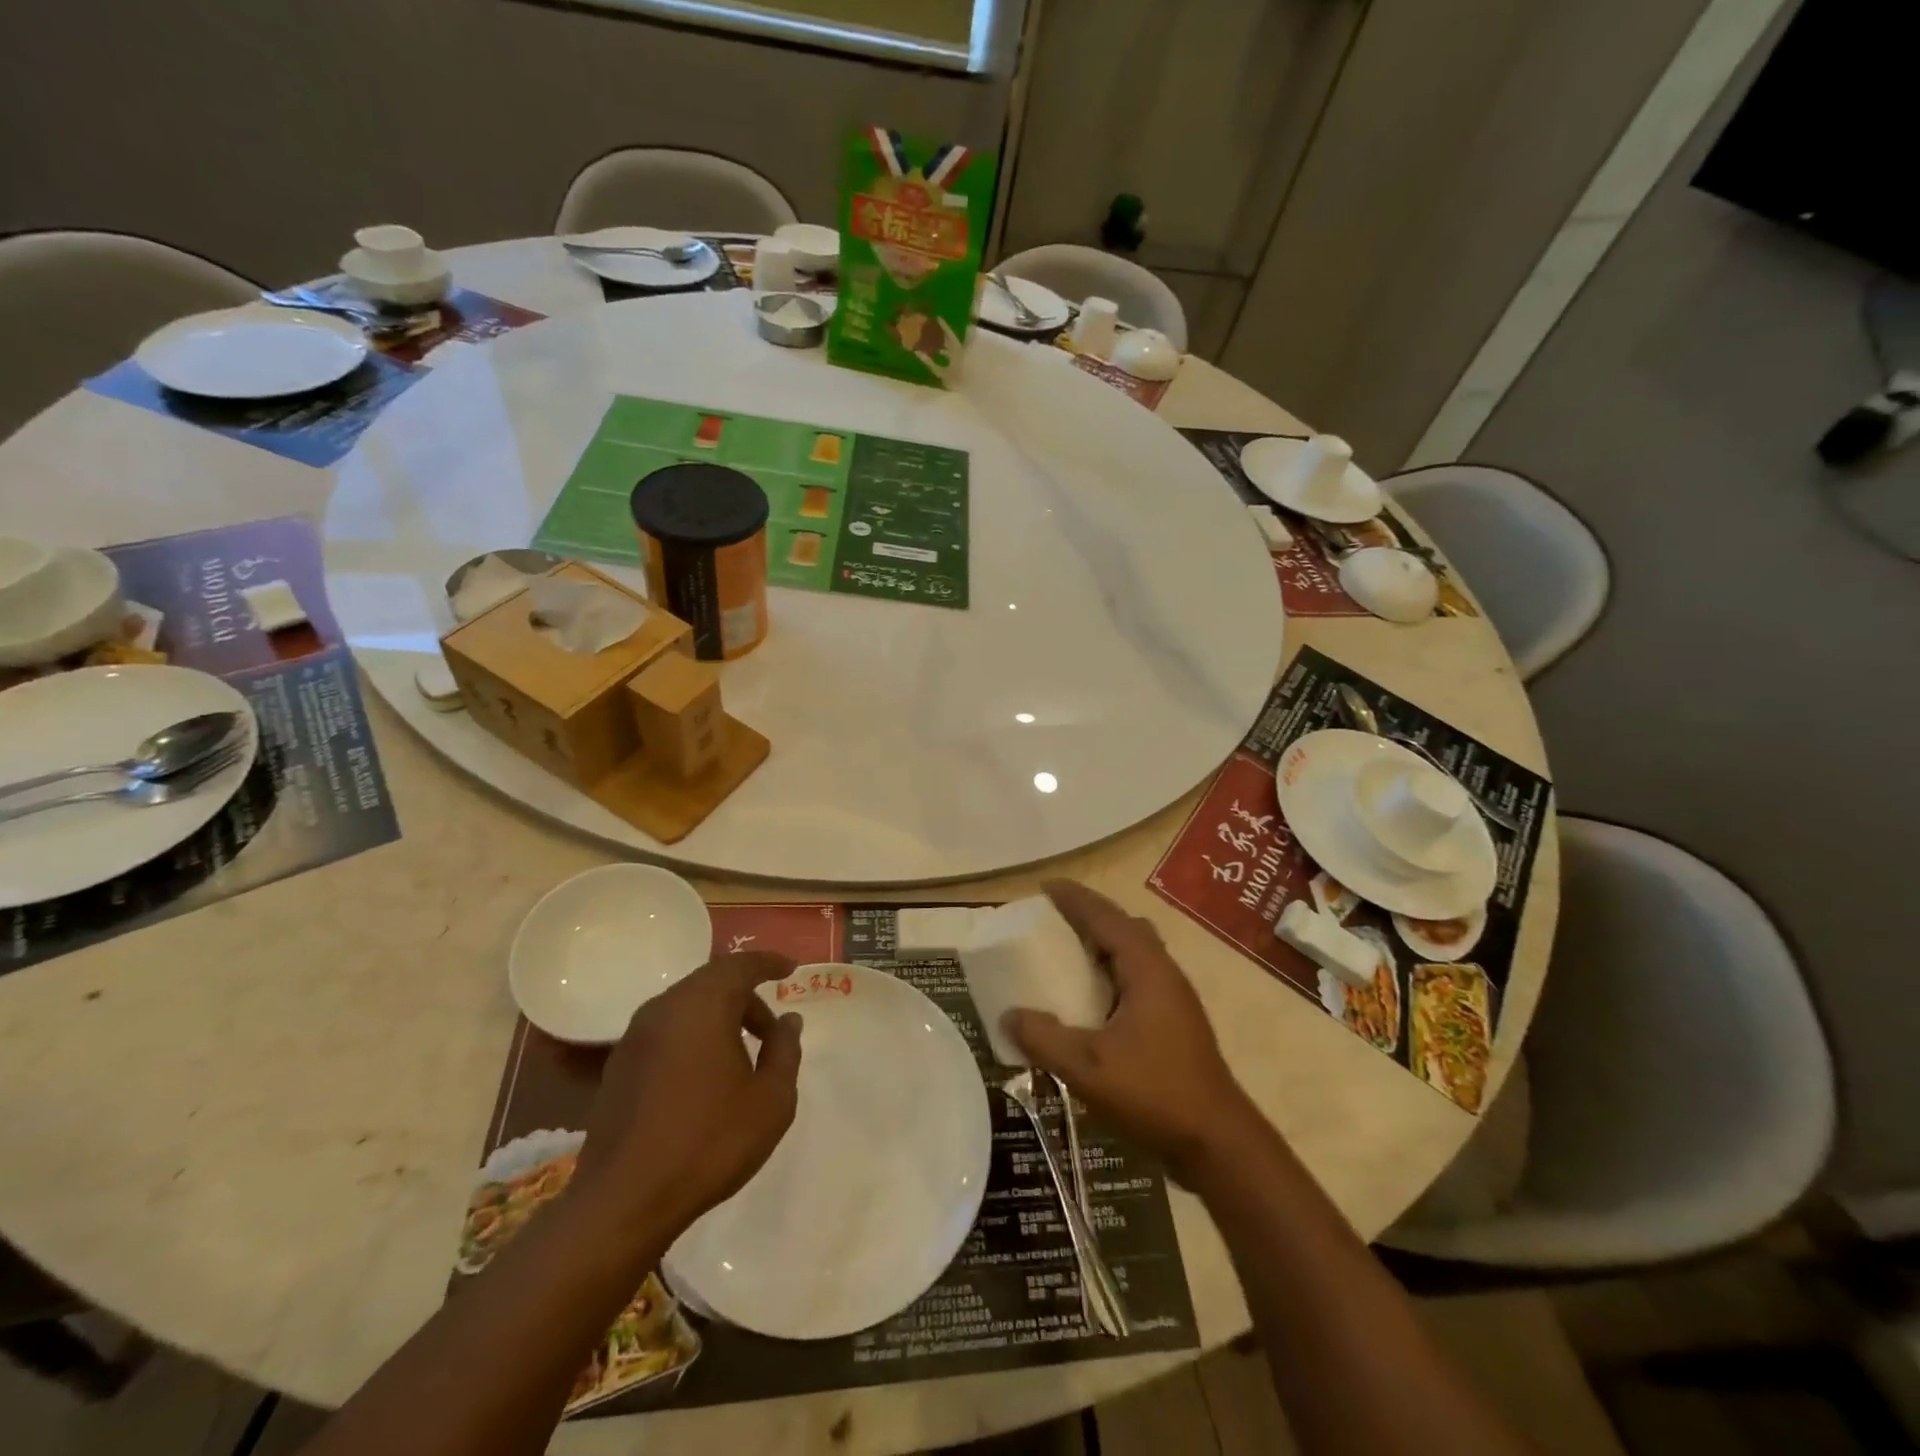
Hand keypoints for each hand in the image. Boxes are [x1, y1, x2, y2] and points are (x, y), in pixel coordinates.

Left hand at [575, 952, 803, 1240]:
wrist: (624, 1201)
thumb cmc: (709, 1142)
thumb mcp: (771, 1099)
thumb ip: (784, 1050)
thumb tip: (788, 1020)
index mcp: (703, 1005)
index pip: (741, 965)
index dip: (769, 963)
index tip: (790, 969)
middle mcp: (665, 1008)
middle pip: (712, 982)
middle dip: (746, 997)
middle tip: (771, 1030)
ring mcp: (635, 1036)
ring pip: (687, 1006)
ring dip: (718, 1017)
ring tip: (741, 1056)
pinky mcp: (618, 1065)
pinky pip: (666, 1030)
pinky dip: (692, 1036)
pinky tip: (704, 1076)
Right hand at [1004, 881, 1260, 1183]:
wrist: (1218, 1144)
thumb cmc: (1155, 1093)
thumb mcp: (1088, 1067)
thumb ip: (1044, 1038)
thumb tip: (1009, 1015)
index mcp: (1146, 969)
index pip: (1107, 918)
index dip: (1076, 899)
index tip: (1046, 887)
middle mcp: (1163, 973)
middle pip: (1124, 928)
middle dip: (1090, 917)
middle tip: (1053, 920)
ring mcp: (1173, 999)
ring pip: (1134, 953)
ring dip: (1102, 945)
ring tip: (1067, 954)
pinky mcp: (1174, 1023)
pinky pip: (1136, 978)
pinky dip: (1110, 972)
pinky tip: (1091, 1001)